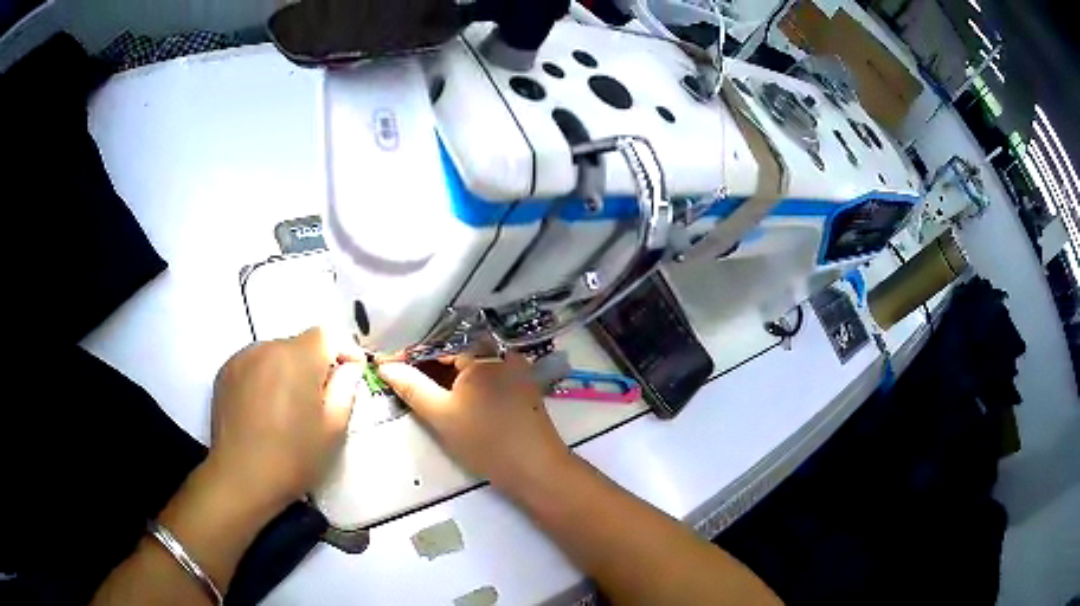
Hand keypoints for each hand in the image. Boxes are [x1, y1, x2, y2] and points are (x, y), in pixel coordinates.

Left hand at [208, 328, 364, 511]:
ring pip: (276, 355)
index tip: (351, 375)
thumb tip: (348, 368)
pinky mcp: (225, 372)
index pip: (327, 335)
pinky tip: (264, 409)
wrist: (241, 479)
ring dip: (287, 372)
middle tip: (318, 402)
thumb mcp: (333, 430)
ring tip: (287, 408)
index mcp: (297, 358)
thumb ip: (345, 389)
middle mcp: (267, 348)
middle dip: (313, 366)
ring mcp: (242, 358)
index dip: (343, 352)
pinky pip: (254, 365)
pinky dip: (265, 379)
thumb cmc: (292, 458)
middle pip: (299, 345)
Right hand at [378, 354, 571, 487]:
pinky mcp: (519, 387)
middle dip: (424, 364)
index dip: (408, 355)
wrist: (537, 471)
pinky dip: (461, 384)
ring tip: (414, 386)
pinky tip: (444, 396)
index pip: (438, 343)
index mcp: (484, 351)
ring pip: (468, 365)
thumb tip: (385, 368)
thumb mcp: (441, 415)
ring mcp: (514, 369)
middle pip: (454, 351)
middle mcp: (502, 352)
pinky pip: (483, 376)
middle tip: (395, 377)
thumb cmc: (486, 441)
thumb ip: (411, 387)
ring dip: (442, 375)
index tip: (383, 365)